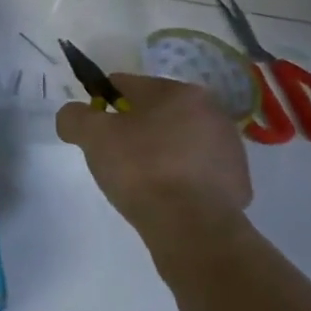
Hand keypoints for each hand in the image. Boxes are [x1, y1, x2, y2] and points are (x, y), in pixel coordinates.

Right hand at [55, 73, 252, 240]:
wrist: (191, 226)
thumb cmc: (141, 169)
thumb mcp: (92, 136)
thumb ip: (74, 117)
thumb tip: (73, 115)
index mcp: (179, 92)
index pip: (128, 85)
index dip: (103, 102)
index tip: (93, 127)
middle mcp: (211, 111)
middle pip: (157, 112)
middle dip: (134, 128)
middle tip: (114, 155)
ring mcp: (229, 147)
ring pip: (179, 140)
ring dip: (159, 151)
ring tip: (141, 179)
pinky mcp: (237, 180)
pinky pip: (197, 170)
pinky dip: (180, 176)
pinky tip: (165, 195)